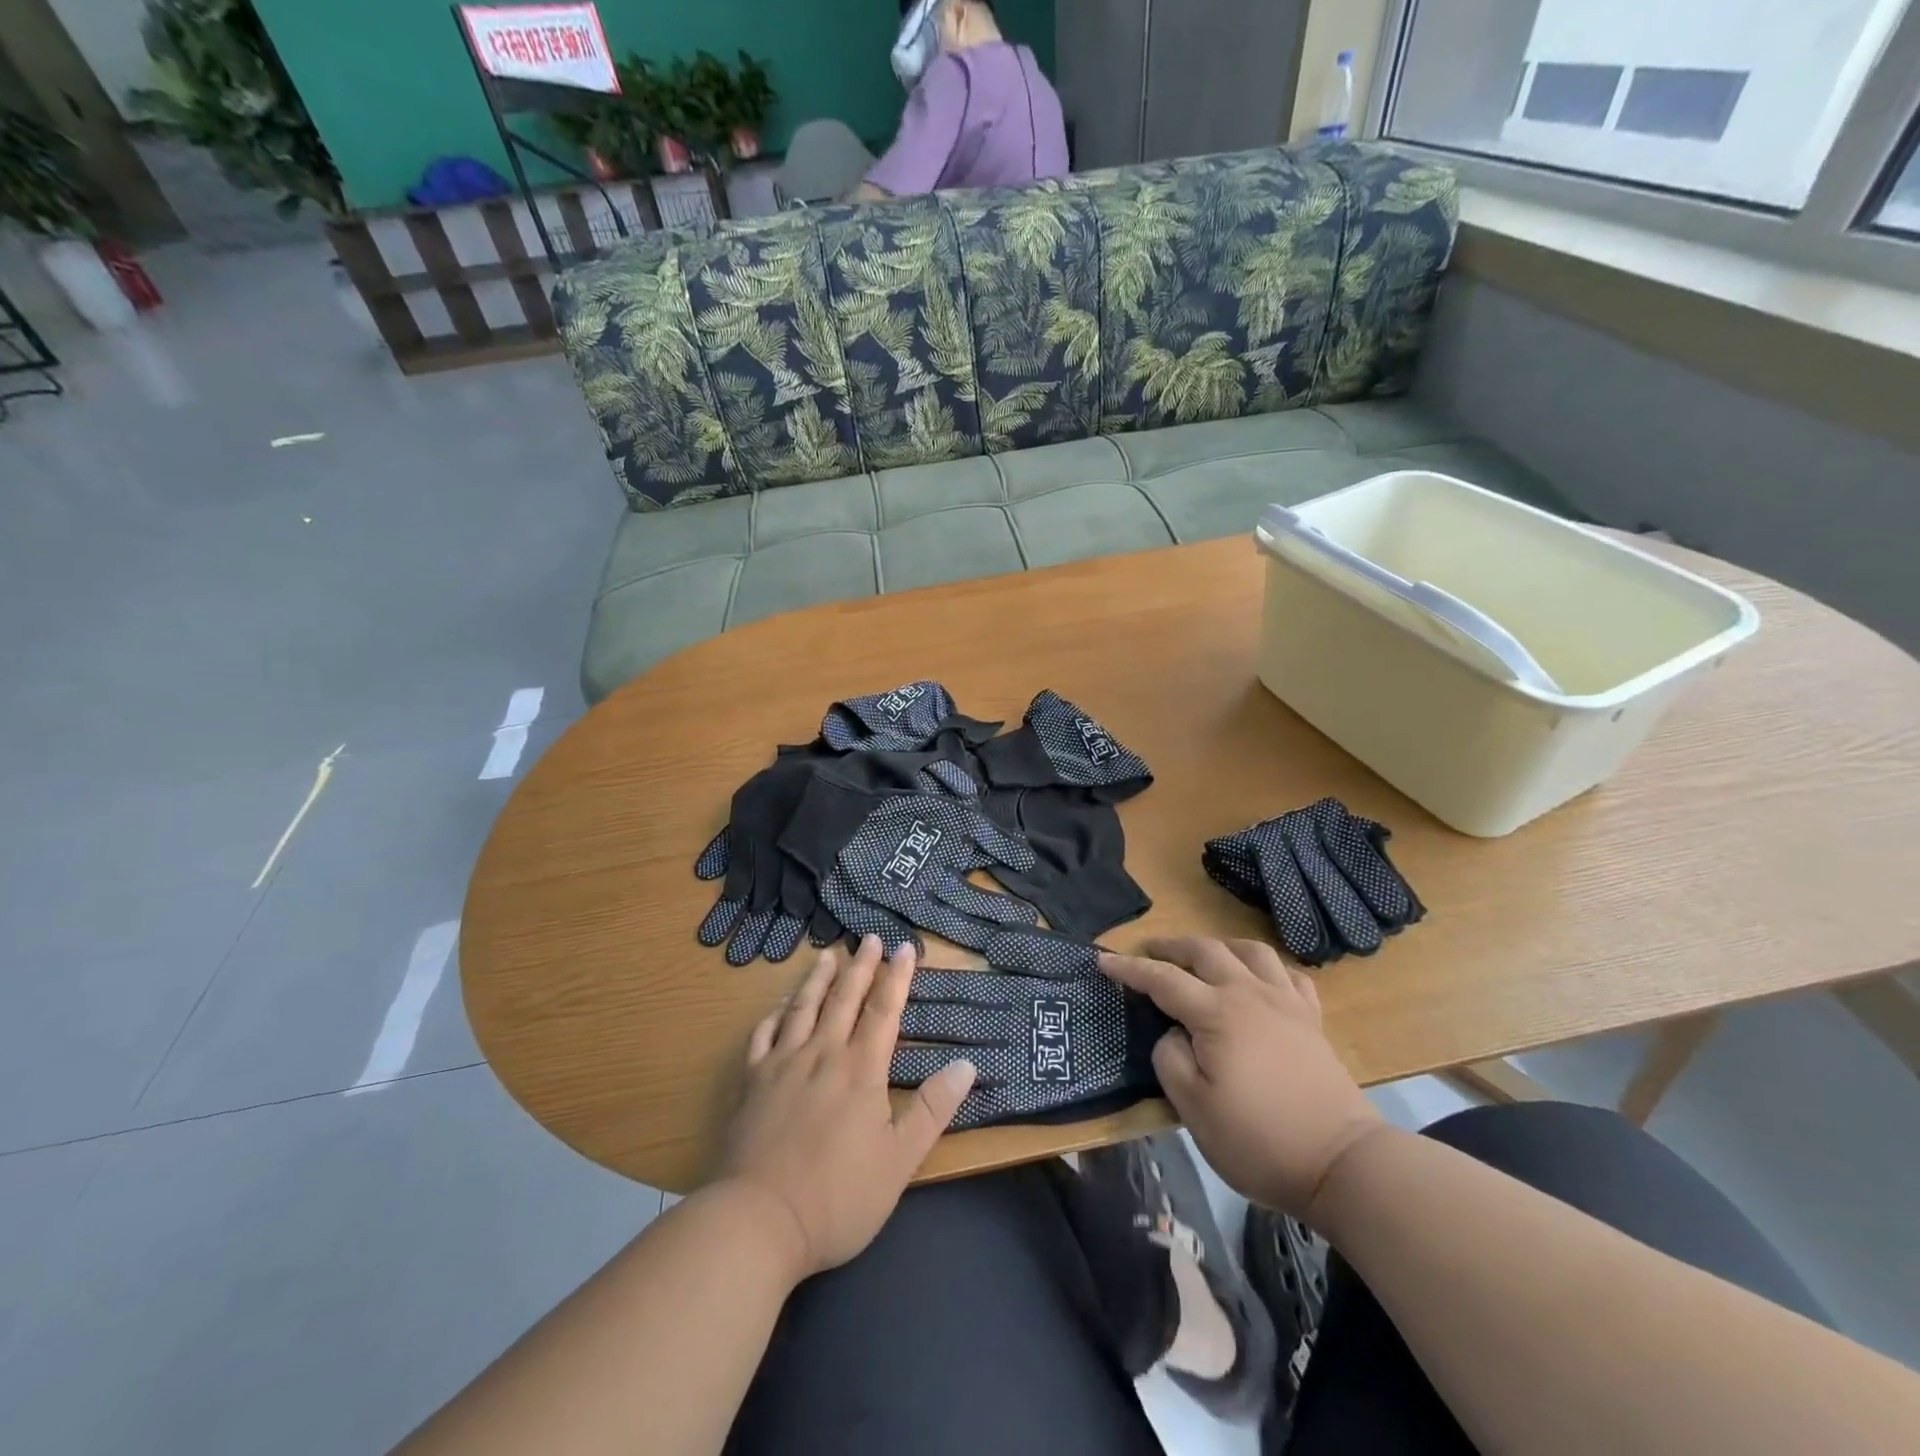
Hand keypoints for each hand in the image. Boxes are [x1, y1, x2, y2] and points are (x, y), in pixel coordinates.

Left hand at [714, 936, 976, 1279]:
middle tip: (868, 938)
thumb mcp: (900, 1161)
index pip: (883, 1011)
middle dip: (860, 966)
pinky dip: (774, 1014)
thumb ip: (933, 1110)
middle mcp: (822, 1054)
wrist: (758, 1222)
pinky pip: (763, 1035)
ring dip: (818, 979)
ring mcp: (782, 1065)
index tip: (905, 947)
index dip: (897, 977)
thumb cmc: (838, 1197)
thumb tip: (967, 1064)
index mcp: (861, 1070)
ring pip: (803, 1008)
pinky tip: (780, 1006)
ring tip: (827, 955)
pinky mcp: (751, 1082)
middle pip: (844, 999)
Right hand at [1100, 937, 1384, 1221]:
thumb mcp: (1194, 1109)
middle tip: (1150, 952)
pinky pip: (1288, 975)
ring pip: (1250, 950)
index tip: (1103, 961)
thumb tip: (1171, 1034)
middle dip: (1171, 946)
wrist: (1342, 1163)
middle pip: (1205, 951)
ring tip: (1204, 958)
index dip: (1129, 968)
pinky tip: (1259, 980)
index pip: (1162, 979)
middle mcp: (1249, 994)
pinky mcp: (1312, 1020)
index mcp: (1215, 1013)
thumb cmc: (1259, 1140)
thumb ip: (1170, 1060)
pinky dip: (1266, 968)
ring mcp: (1285, 1003)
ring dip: (1219, 946)